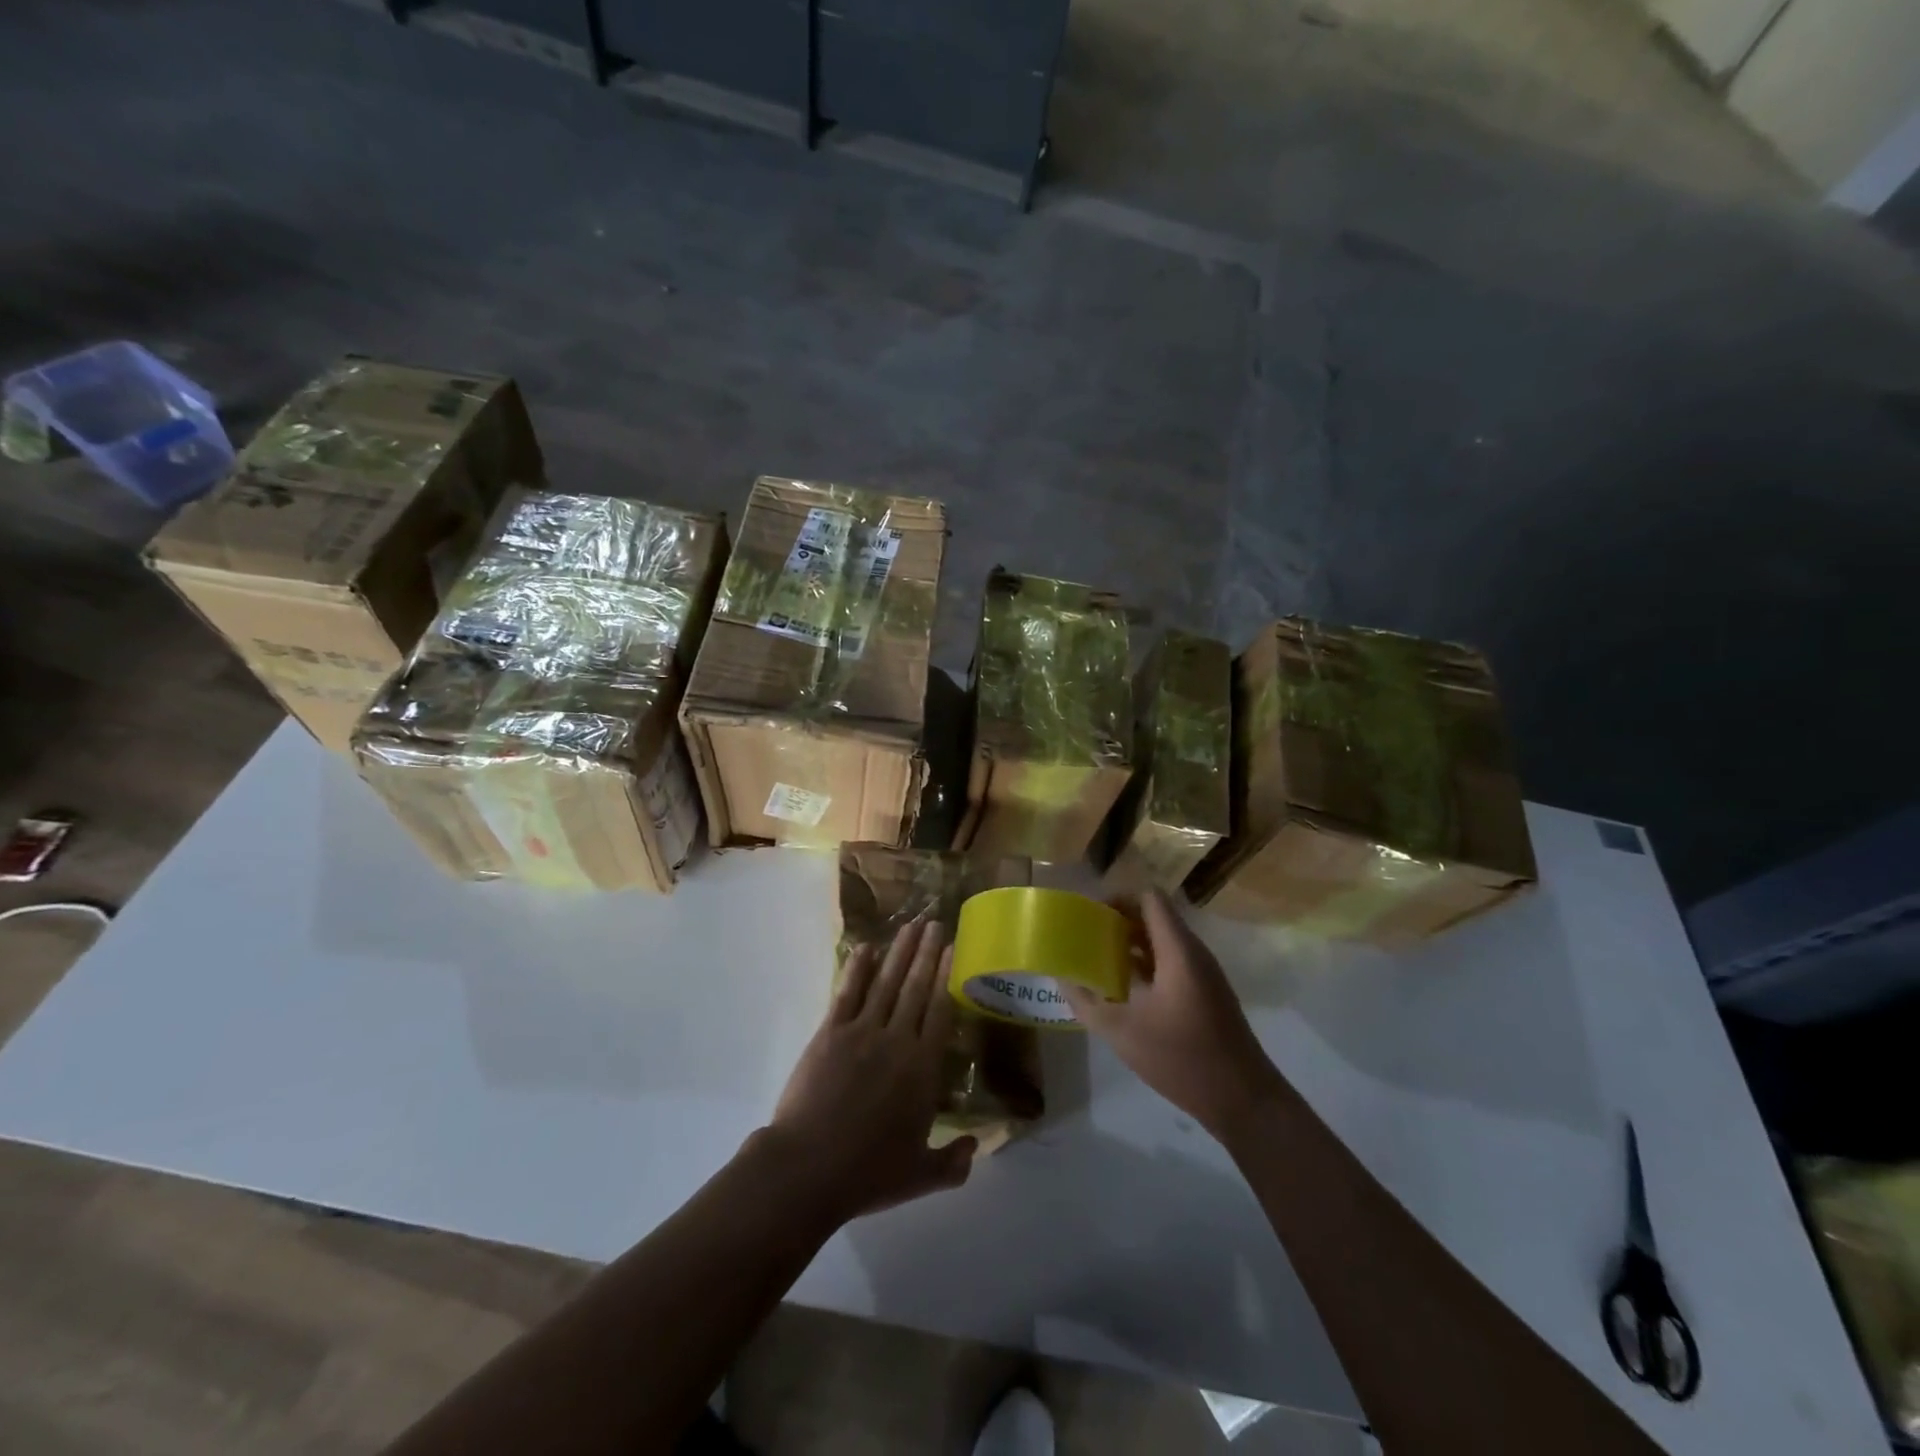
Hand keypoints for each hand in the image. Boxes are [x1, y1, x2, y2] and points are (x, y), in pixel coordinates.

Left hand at [763, 920, 975, 1222]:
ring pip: (886, 981)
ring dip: (900, 951)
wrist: (808, 1168)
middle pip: (916, 987)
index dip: (947, 976)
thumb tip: (977, 1145)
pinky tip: (867, 948)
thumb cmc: (868, 1173)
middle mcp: (897, 1039)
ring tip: (911, 925)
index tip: (953, 948)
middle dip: (927, 952)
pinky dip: (857, 968)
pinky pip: (847, 992)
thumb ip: (954, 1162)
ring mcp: (861, 1031)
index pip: (940, 1011)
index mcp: (922, 1068)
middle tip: (935, 922)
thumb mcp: (921, 1175)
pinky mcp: (830, 1033)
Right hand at [1064, 890, 1286, 1141]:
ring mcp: (1204, 974)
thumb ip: (1086, 1002)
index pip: (1149, 898)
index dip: (1118, 898)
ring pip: (1163, 942)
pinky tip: (1123, 990)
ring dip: (1131, 945)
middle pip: (1154, 917)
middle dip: (1119, 922)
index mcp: (1177, 950)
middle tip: (1087, 938)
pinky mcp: (1207, 994)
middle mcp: (1194, 953)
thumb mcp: (1122, 1031)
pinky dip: (1146, 965)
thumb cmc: (1182, 1058)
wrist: (1243, 1100)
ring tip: (1098, 961)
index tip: (1090, 916)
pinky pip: (1172, 963)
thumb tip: (1060, 978)